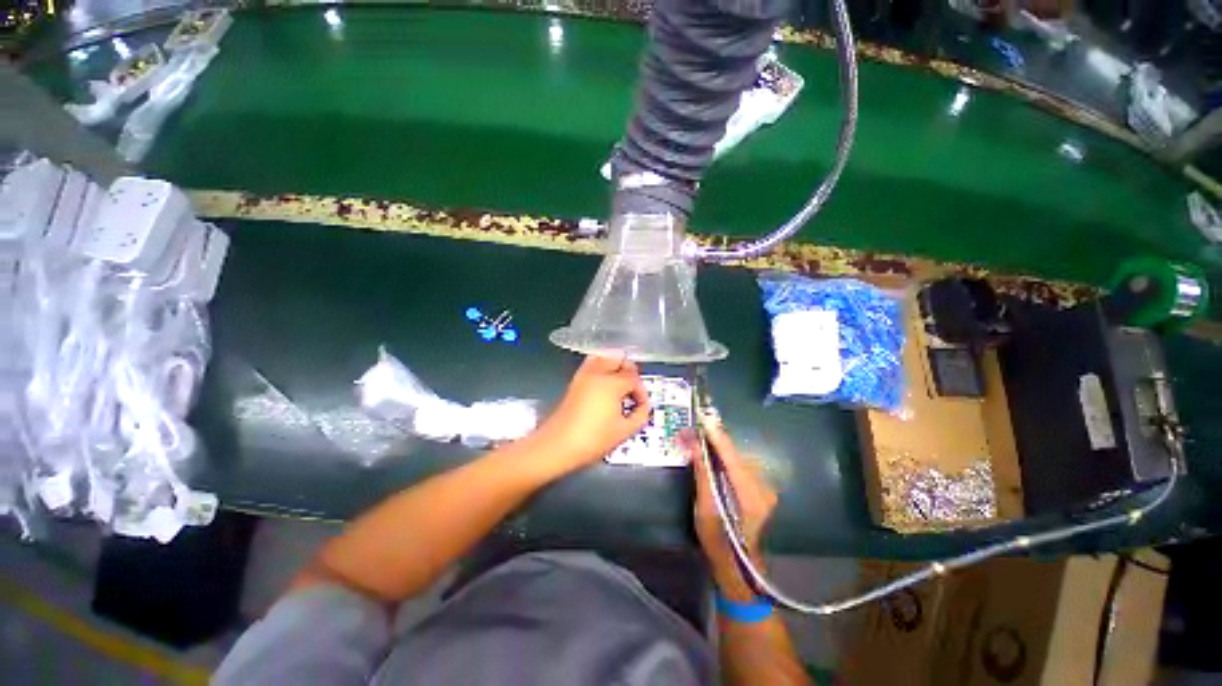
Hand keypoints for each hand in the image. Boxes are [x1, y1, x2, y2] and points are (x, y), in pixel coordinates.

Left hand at [535, 355, 649, 470]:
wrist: (558, 446)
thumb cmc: (593, 439)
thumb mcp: (624, 431)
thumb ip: (640, 415)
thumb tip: (642, 407)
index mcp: (612, 383)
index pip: (634, 378)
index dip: (641, 393)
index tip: (640, 407)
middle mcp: (598, 372)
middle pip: (620, 360)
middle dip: (630, 373)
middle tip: (632, 392)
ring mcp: (584, 374)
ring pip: (605, 358)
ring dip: (616, 368)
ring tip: (619, 388)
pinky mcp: (575, 380)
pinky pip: (593, 365)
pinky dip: (602, 370)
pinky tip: (605, 389)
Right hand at [683, 418, 777, 600]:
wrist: (739, 566)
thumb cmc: (718, 541)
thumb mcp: (705, 508)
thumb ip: (703, 473)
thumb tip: (694, 444)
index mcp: (749, 493)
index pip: (731, 455)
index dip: (717, 436)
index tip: (704, 418)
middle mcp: (762, 487)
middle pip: (735, 455)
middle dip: (713, 441)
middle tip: (693, 433)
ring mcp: (764, 489)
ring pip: (738, 459)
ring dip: (718, 449)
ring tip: (698, 443)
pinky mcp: (761, 490)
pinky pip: (740, 467)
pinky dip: (725, 459)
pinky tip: (712, 457)